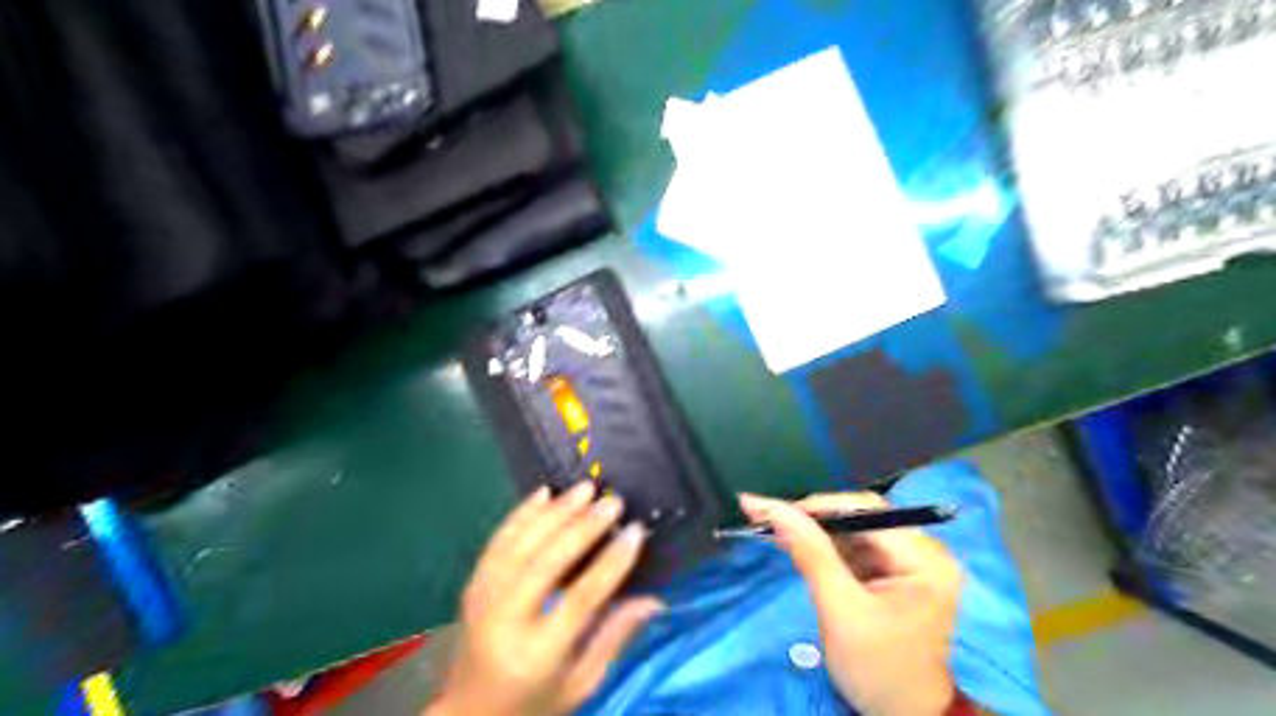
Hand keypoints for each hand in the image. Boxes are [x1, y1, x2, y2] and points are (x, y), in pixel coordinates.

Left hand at [432, 478, 668, 714]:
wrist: (467, 715)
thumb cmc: (533, 704)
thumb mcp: (581, 684)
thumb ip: (615, 638)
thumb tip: (655, 600)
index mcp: (537, 653)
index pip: (582, 598)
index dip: (613, 562)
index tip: (637, 531)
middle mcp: (505, 620)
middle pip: (547, 562)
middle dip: (584, 527)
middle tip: (613, 502)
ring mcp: (483, 599)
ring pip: (521, 543)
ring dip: (555, 512)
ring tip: (585, 489)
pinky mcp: (473, 585)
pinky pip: (498, 541)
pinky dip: (521, 514)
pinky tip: (544, 493)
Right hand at [744, 494, 961, 714]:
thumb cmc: (876, 669)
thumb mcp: (839, 610)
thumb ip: (810, 553)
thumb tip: (771, 507)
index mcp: (924, 559)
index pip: (867, 511)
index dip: (819, 506)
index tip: (774, 512)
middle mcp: (925, 551)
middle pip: (862, 516)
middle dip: (815, 519)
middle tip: (770, 520)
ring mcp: (912, 561)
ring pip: (855, 528)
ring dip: (817, 531)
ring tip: (777, 530)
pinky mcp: (897, 572)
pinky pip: (857, 546)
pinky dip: (827, 546)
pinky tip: (799, 545)